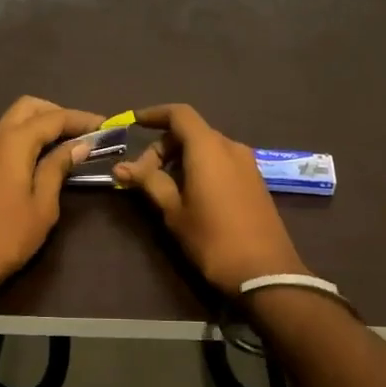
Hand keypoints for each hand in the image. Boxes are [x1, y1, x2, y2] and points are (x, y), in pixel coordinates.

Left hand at [0, 97, 103, 301]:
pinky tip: (45, 155)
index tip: (106, 125)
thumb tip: (80, 144)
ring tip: (69, 143)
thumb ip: (58, 167)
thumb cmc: (8, 235)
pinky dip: (29, 135)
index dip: (81, 119)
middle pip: (30, 107)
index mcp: (14, 142)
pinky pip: (8, 135)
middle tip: (84, 132)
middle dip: (58, 113)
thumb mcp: (43, 203)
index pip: (53, 118)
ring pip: (16, 119)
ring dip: (42, 123)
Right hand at [112, 104, 307, 294]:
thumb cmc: (213, 239)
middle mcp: (230, 147)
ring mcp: (247, 163)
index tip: (133, 123)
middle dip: (163, 147)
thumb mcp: (174, 211)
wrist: (265, 272)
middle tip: (142, 176)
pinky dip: (201, 167)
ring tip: (163, 188)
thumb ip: (148, 182)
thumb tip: (120, 167)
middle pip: (191, 132)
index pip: (179, 114)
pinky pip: (222, 161)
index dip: (154, 114)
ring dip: (182, 158)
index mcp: (208, 148)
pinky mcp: (255, 180)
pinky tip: (190, 194)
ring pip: (207, 147)